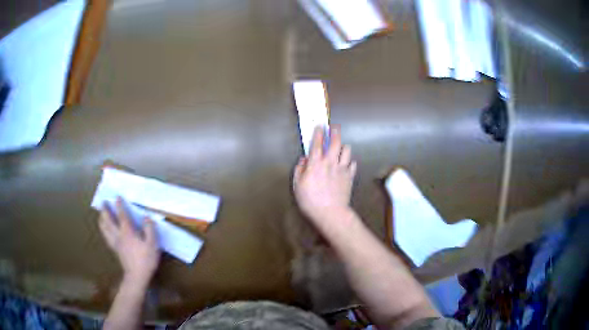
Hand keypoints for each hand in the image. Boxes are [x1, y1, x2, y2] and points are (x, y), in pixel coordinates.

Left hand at [99, 197, 160, 287]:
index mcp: (127, 232)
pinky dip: (104, 230)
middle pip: (108, 220)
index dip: (119, 205)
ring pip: (104, 228)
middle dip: (105, 210)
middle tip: (103, 202)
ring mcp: (115, 243)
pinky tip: (104, 230)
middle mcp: (118, 235)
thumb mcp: (152, 244)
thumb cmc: (145, 260)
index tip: (117, 197)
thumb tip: (146, 217)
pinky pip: (106, 236)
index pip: (121, 215)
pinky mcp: (115, 250)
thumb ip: (150, 229)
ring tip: (100, 214)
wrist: (137, 276)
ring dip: (102, 219)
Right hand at [293, 126, 356, 221]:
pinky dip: (350, 161)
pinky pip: (353, 164)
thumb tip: (303, 160)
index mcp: (315, 163)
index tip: (319, 126)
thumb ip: (300, 170)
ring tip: (341, 147)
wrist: (330, 212)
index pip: (317, 142)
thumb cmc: (310, 201)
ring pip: (347, 150)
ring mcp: (342, 168)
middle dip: (335, 131)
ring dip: (343, 146)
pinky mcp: (350, 176)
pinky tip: (347, 164)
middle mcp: (330, 162)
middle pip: (335, 142)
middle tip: (334, 127)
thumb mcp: (297, 186)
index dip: (318, 132)